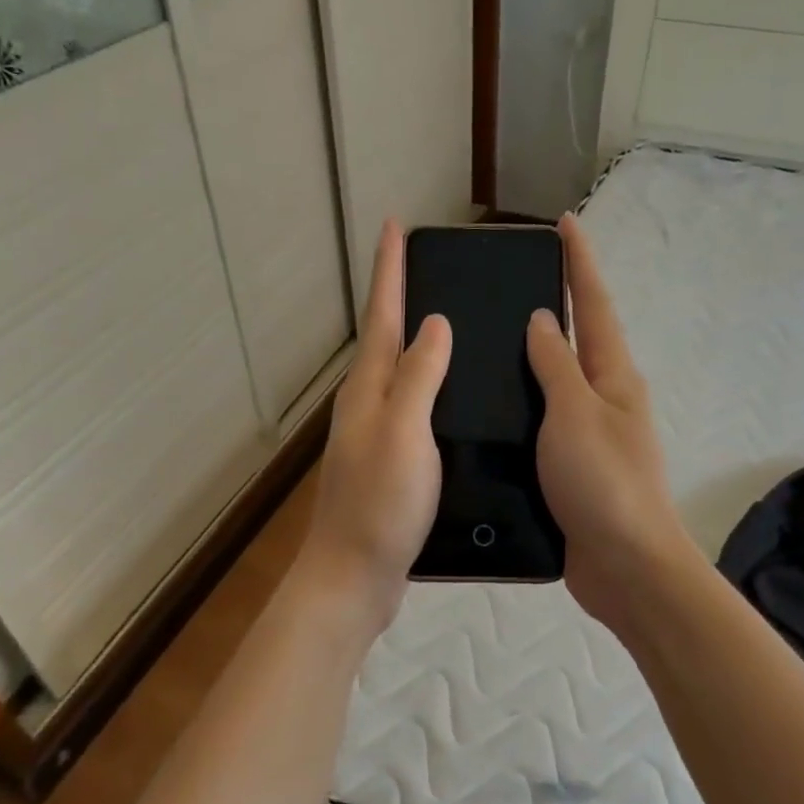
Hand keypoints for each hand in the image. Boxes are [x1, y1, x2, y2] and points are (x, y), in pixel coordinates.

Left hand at [301, 220, 450, 629]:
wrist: (354, 576)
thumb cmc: (380, 504)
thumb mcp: (404, 433)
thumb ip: (418, 377)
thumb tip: (434, 323)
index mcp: (368, 390)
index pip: (381, 316)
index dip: (389, 271)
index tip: (395, 226)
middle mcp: (366, 405)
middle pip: (384, 339)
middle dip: (398, 297)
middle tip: (424, 265)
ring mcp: (375, 436)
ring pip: (397, 373)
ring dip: (414, 341)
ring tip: (446, 320)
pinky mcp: (389, 464)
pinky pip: (411, 408)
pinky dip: (427, 387)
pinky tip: (449, 396)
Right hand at [526, 214, 695, 628]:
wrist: (625, 566)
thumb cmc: (603, 482)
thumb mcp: (575, 413)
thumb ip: (556, 365)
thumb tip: (544, 319)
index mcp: (612, 377)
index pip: (593, 305)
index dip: (579, 263)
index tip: (564, 223)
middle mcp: (605, 399)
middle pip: (578, 340)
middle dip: (556, 305)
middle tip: (512, 281)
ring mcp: (590, 435)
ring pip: (557, 383)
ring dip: (533, 358)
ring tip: (489, 339)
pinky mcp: (572, 469)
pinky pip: (544, 423)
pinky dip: (523, 406)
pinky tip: (492, 409)